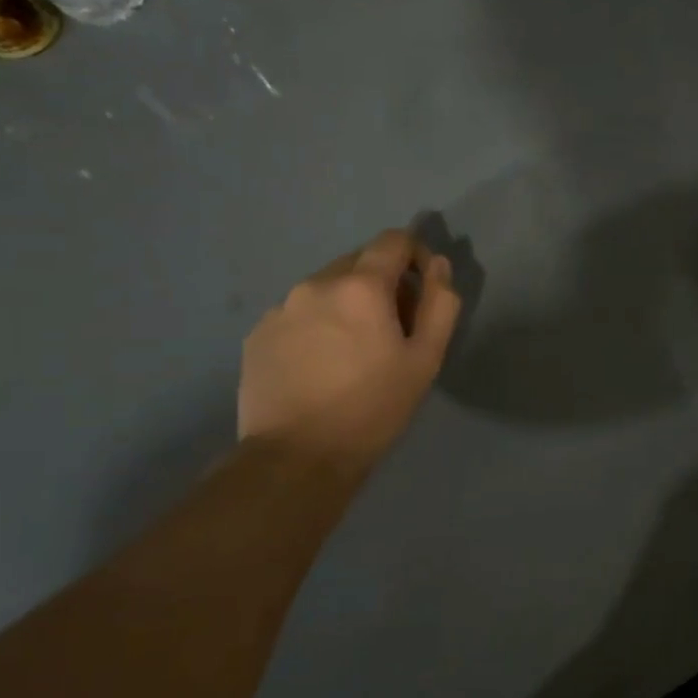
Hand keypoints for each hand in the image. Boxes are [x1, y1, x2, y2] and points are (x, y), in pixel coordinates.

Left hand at [238, 230, 460, 471]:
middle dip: (382, 283)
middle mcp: (315, 284)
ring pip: (326, 288)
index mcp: (360, 286)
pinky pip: (298, 313)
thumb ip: (440, 304)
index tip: (423, 289)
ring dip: (347, 304)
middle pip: (359, 262)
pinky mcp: (258, 334)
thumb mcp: (426, 359)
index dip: (416, 255)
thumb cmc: (373, 407)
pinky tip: (321, 365)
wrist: (297, 457)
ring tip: (354, 351)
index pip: (393, 240)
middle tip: (393, 329)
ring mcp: (280, 308)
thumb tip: (439, 266)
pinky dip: (317, 325)